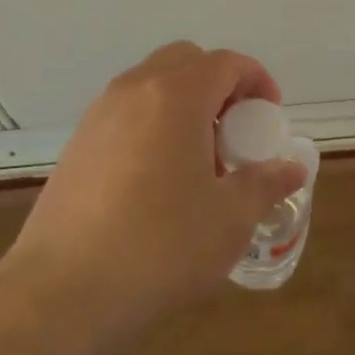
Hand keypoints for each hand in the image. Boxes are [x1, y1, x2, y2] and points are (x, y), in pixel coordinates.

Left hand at [0, 42, 306, 337]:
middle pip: (185, 61)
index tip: (270, 116)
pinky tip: (159, 178)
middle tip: (235, 131)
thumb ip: (266, 182)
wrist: (62, 292)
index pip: (225, 62)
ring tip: (199, 159)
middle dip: (219, 84)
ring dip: (184, 103)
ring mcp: (98, 114)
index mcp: (175, 96)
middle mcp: (133, 90)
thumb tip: (292, 168)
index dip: (256, 80)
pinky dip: (153, 123)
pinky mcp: (77, 144)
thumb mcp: (230, 218)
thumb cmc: (160, 246)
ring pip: (151, 84)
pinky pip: (126, 112)